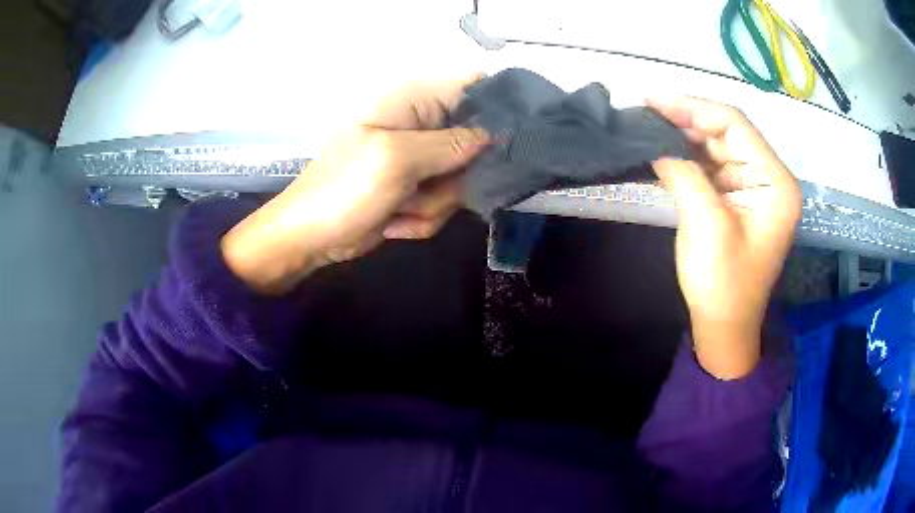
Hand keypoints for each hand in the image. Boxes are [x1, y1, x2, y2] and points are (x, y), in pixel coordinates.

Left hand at [222, 76, 488, 293]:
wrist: (311, 239)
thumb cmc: (344, 189)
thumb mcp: (396, 160)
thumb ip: (451, 144)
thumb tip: (496, 135)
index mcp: (414, 103)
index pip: (474, 89)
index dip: (496, 111)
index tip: (504, 144)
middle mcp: (423, 127)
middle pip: (477, 145)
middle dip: (454, 178)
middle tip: (422, 189)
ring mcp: (422, 161)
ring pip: (463, 182)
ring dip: (434, 204)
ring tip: (398, 208)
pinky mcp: (419, 190)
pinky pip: (446, 204)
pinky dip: (422, 218)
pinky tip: (394, 221)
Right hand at [647, 97, 800, 379]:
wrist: (724, 327)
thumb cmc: (723, 284)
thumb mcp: (705, 224)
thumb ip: (684, 174)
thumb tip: (658, 146)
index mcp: (776, 182)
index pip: (735, 125)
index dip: (694, 107)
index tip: (654, 99)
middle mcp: (770, 179)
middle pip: (728, 133)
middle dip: (687, 119)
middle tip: (646, 110)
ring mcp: (755, 189)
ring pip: (718, 147)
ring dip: (686, 137)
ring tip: (649, 127)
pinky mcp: (739, 200)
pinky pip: (714, 168)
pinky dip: (689, 159)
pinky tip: (665, 151)